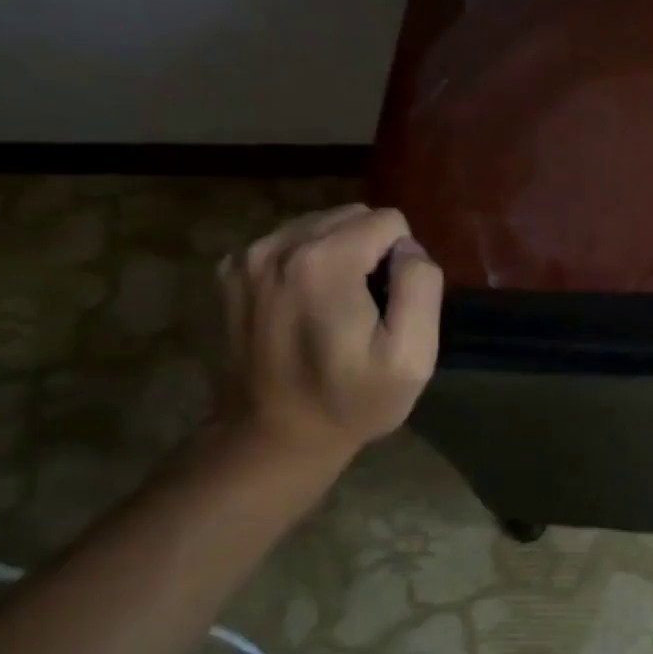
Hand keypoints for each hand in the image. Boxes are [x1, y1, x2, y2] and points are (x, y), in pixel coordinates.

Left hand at [215, 204, 443, 461]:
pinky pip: (289, 243)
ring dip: (339, 255)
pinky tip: (305, 306)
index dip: (402, 261)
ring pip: (320, 225)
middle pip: (352, 216)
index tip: (389, 306)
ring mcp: (247, 257)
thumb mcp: (412, 355)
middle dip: (370, 251)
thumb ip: (421, 285)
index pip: (389, 221)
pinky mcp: (231, 272)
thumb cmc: (352, 400)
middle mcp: (279, 245)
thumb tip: (408, 248)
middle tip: (366, 307)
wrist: (272, 437)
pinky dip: (306, 264)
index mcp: (325, 261)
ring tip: (336, 307)